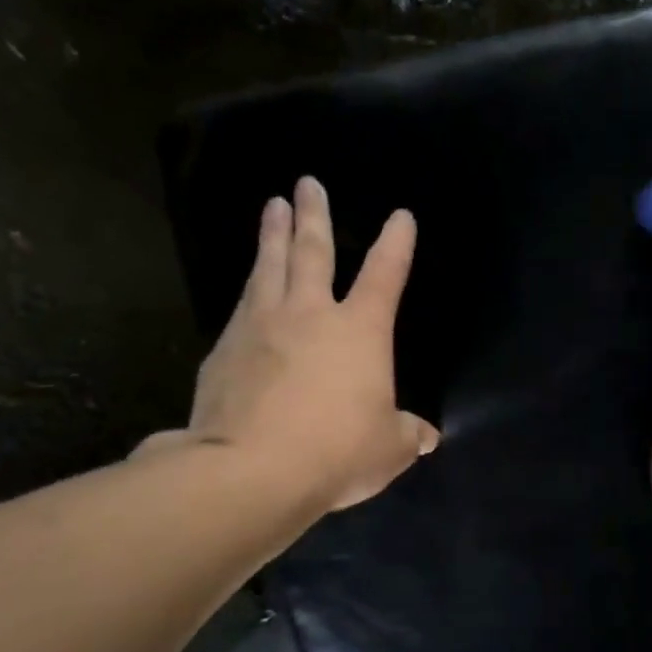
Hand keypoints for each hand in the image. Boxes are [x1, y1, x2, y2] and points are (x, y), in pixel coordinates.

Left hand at [144, 176, 437, 511]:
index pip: (384, 275)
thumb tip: (427, 436)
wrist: (252, 468)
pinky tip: (247, 285)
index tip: (400, 216)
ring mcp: (261, 325)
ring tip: (274, 206)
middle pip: (313, 251)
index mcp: (360, 331)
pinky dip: (250, 287)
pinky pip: (241, 304)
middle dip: (315, 214)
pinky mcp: (225, 348)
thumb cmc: (337, 451)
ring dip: (274, 234)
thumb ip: (408, 435)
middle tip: (308, 183)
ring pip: (269, 265)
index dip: (396, 244)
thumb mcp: (388, 449)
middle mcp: (310, 313)